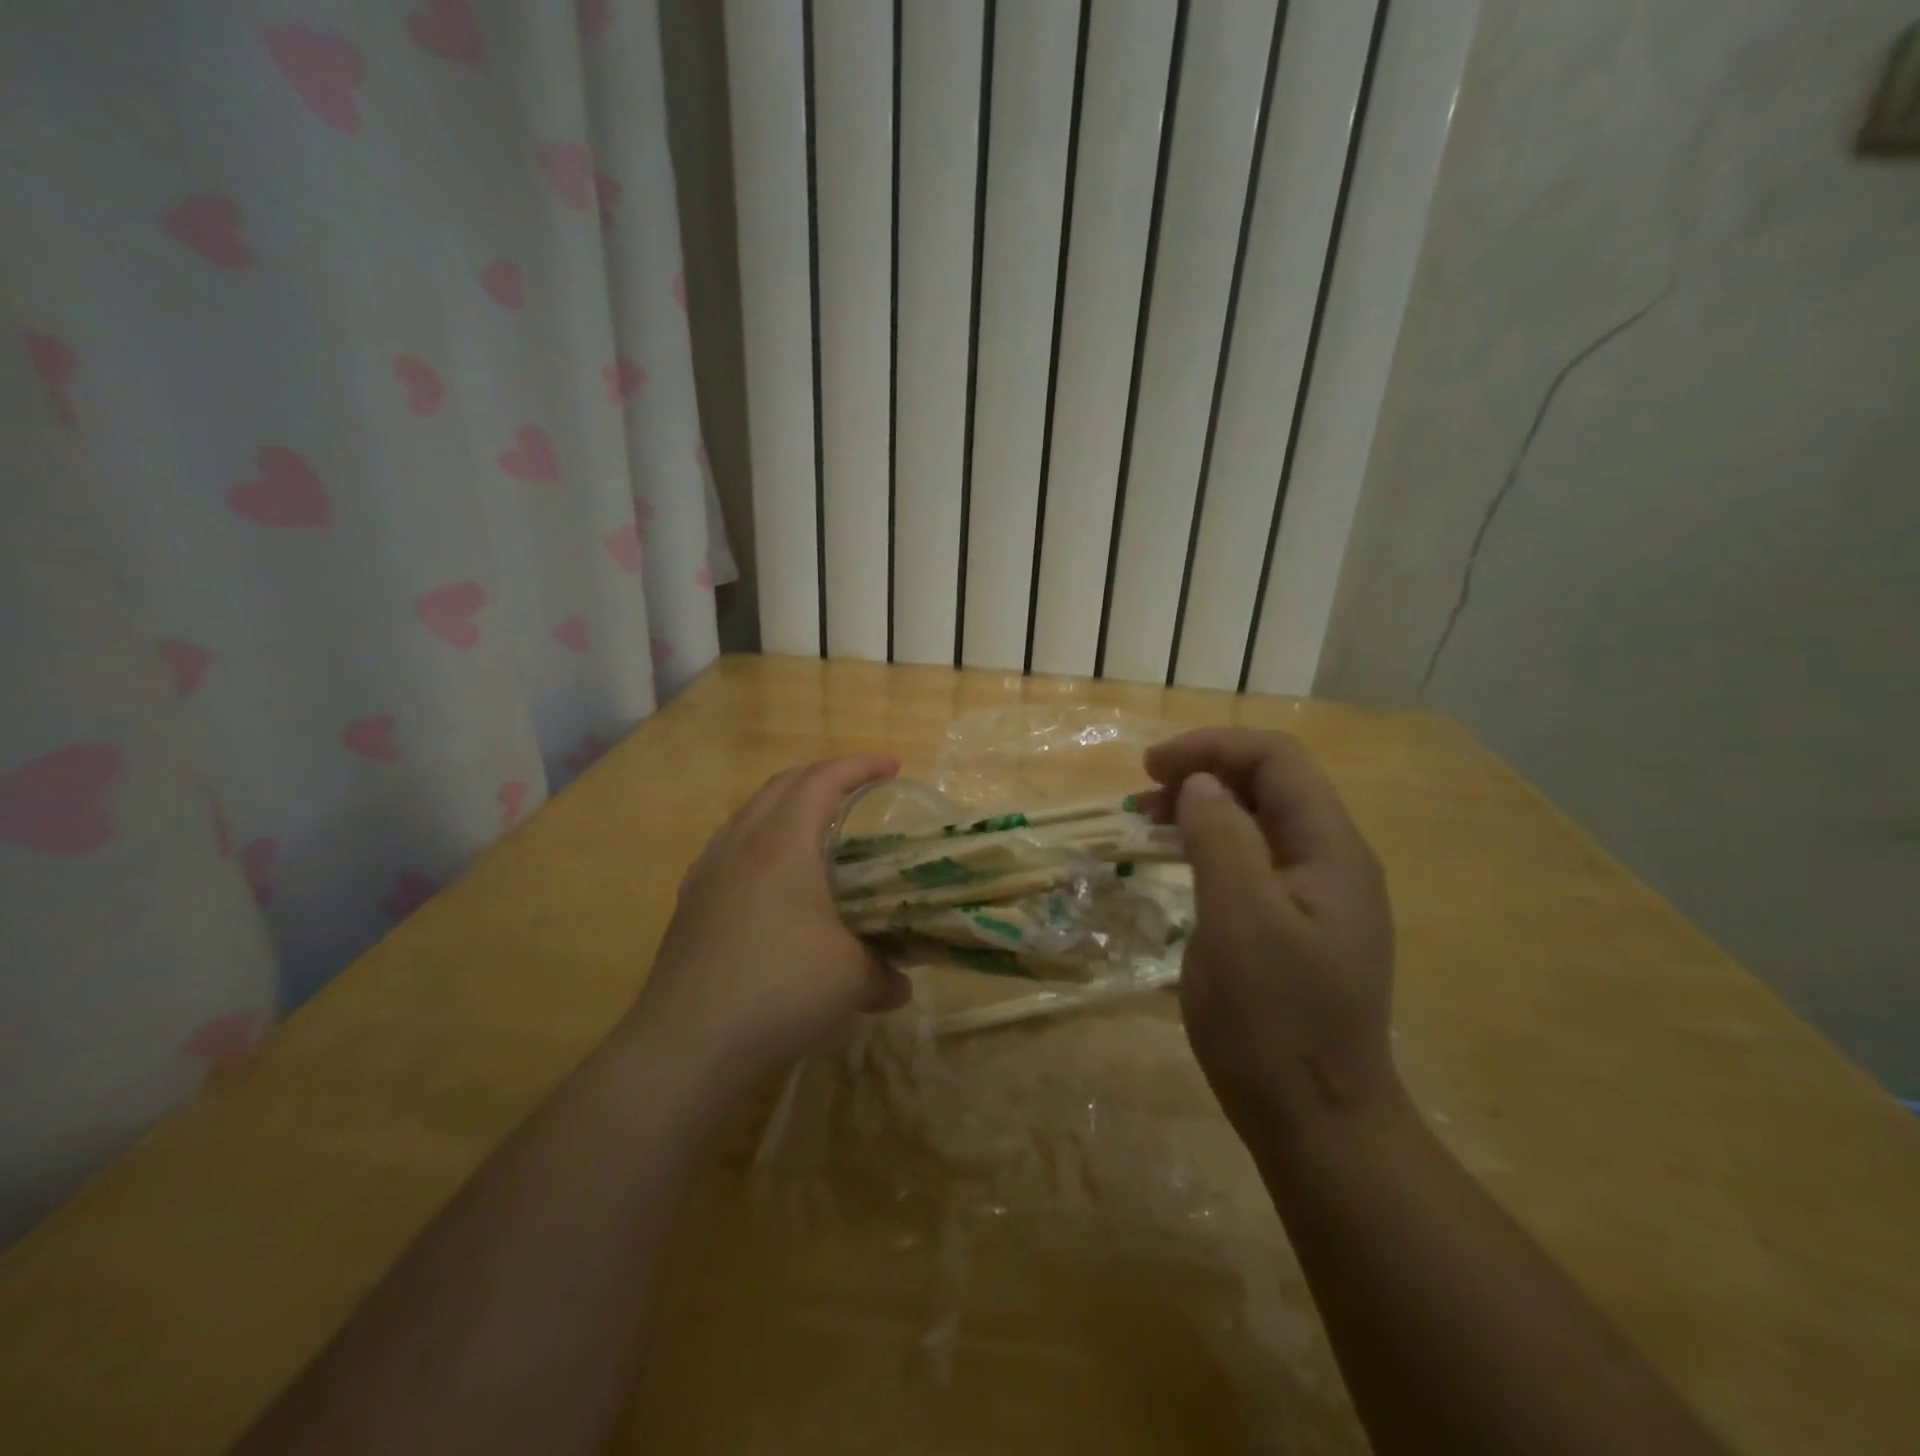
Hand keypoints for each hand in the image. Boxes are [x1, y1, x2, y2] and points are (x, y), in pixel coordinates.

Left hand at [631, 755, 911, 1087]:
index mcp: (782, 842)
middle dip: (824, 776)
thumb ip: (884, 973)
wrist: (686, 1043)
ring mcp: (708, 871)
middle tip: (859, 790)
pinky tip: (771, 877)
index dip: (861, 766)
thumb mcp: (850, 978)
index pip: (823, 780)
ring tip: (815, 827)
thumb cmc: (779, 989)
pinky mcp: (690, 902)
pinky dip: (759, 840)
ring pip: (749, 813)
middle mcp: (741, 843)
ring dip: (787, 805)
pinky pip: (729, 847)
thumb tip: (900, 986)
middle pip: (782, 785)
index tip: (894, 767)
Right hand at [1144, 730, 1397, 1140]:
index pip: (1277, 761)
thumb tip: (1200, 785)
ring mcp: (1320, 898)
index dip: (1212, 748)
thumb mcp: (1238, 920)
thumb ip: (1221, 839)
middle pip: (1272, 786)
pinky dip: (1213, 847)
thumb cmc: (1274, 1020)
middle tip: (1143, 794)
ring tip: (1149, 822)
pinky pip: (1255, 862)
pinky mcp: (1300, 927)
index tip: (1151, 767)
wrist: (1318, 1123)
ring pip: (1261, 823)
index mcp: (1331, 850)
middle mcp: (1334, 863)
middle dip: (1206, 773)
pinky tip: (1181, 864)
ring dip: (1205, 809)